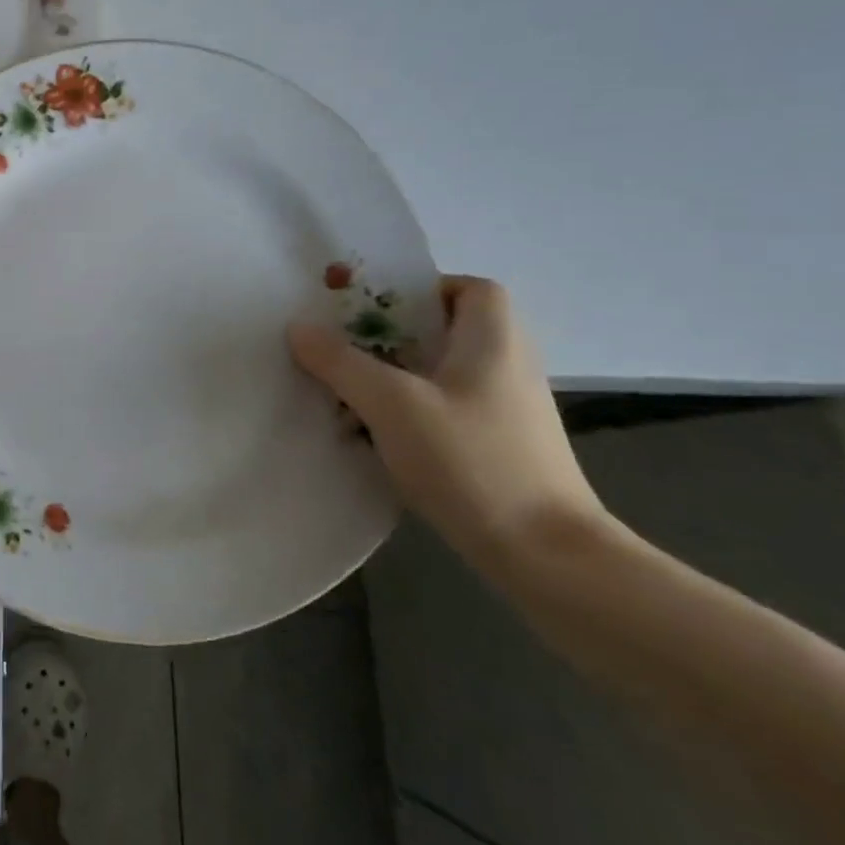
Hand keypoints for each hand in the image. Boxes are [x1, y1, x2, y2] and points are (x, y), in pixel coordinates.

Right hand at [289, 275, 608, 573]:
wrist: (546, 556)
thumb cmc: (472, 461)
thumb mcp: (392, 404)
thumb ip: (340, 362)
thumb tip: (298, 328)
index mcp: (494, 340)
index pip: (470, 288)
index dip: (423, 289)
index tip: (374, 310)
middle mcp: (507, 366)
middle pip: (446, 329)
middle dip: (391, 335)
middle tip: (344, 347)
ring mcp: (507, 411)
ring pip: (441, 373)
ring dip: (394, 376)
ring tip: (347, 392)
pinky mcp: (500, 448)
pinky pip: (445, 409)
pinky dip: (410, 411)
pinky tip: (375, 435)